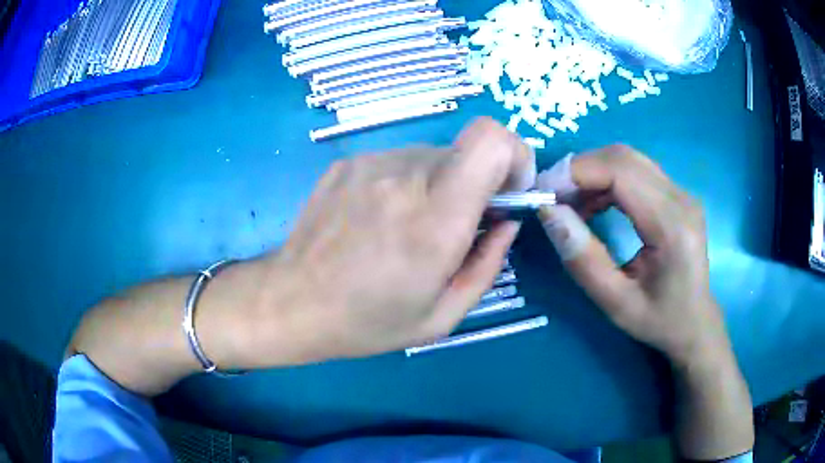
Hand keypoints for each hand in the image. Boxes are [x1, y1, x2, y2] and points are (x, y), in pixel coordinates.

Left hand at [221, 118, 534, 366]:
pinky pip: (397, 161)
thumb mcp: (442, 316)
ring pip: (432, 156)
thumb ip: (488, 264)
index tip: (508, 191)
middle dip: (476, 184)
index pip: (491, 141)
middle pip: (466, 151)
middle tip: (454, 228)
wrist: (291, 302)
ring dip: (438, 186)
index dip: (514, 155)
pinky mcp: (347, 162)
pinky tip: (377, 220)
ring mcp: (371, 163)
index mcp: (436, 219)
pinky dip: (404, 184)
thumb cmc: (367, 321)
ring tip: (408, 228)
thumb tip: (507, 222)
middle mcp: (404, 176)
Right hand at [536, 146, 726, 367]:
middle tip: (553, 199)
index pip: (621, 172)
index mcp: (672, 226)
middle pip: (623, 157)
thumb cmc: (659, 320)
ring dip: (592, 174)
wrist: (695, 322)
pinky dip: (607, 180)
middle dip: (580, 170)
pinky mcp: (676, 194)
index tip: (543, 194)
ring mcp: (681, 192)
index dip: (577, 173)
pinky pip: (636, 171)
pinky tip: (594, 205)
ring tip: (570, 205)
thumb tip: (549, 213)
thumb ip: (583, 260)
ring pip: (628, 159)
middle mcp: (681, 198)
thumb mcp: (616, 303)